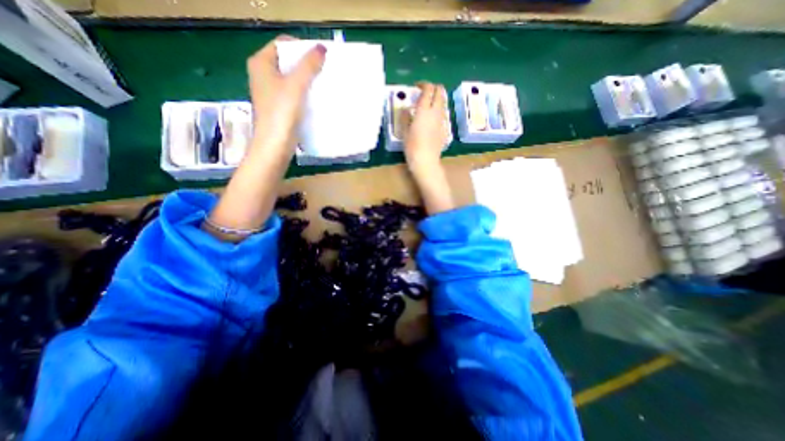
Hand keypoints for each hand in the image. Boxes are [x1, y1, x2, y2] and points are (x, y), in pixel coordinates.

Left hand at [250, 34, 327, 154]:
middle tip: (326, 70)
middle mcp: (263, 75)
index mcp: (261, 63)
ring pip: (292, 80)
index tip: (321, 57)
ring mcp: (271, 93)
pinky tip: (318, 100)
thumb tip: (322, 48)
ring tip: (325, 84)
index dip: (301, 47)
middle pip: (288, 63)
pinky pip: (294, 95)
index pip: (282, 44)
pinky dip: (305, 95)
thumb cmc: (281, 113)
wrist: (275, 146)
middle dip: (307, 65)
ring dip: (308, 81)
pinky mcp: (279, 109)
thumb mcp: (296, 85)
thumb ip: (308, 65)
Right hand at [405, 82, 447, 175]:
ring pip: (443, 103)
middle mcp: (435, 112)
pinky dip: (437, 112)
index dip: (423, 84)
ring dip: (436, 100)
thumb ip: (405, 117)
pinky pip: (442, 115)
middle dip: (433, 88)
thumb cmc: (412, 147)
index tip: (417, 87)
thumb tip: (406, 109)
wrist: (426, 161)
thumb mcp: (404, 131)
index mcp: (424, 110)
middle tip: (424, 93)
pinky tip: (430, 121)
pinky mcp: (445, 129)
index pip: (428, 89)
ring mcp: (442, 121)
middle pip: (440, 92)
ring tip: (426, 107)